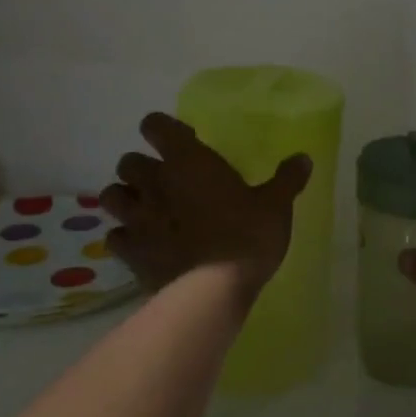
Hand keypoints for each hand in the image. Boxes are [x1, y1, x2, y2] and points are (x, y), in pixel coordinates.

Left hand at [99, 112, 311, 299]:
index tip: (183, 140)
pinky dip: (124, 237)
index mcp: (188, 161)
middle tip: (165, 179)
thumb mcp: (276, 206)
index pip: (155, 125)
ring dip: (125, 198)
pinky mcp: (130, 253)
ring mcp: (137, 219)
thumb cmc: (246, 236)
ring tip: (145, 209)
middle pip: (128, 162)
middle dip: (142, 167)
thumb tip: (303, 158)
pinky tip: (142, 245)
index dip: (163, 128)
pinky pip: (114, 237)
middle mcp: (155, 183)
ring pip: (112, 196)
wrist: (212, 291)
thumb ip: (287, 179)